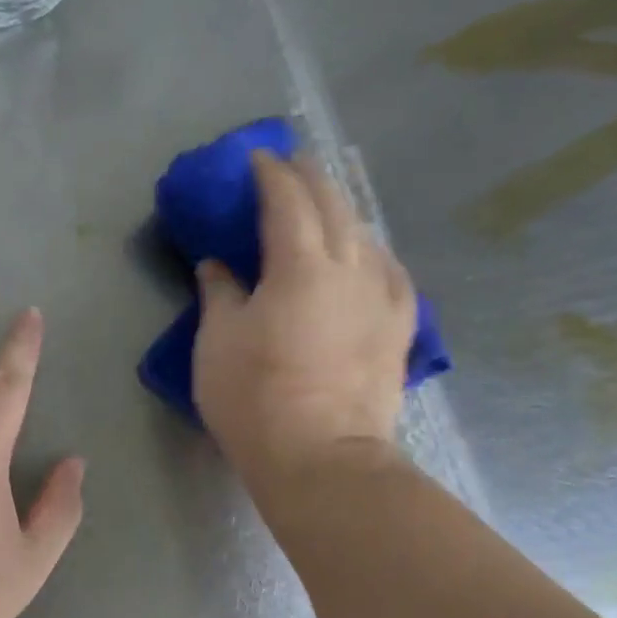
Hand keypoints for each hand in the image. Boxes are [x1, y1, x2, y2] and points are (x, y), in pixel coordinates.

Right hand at [195, 152, 416, 483]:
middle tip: (291, 165)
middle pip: (334, 206)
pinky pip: (389, 271)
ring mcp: (382, 298)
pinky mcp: (399, 328)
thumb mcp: (217, 343)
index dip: (271, 174)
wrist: (322, 458)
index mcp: (300, 266)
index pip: (287, 201)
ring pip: (366, 235)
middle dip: (311, 178)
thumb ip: (219, 293)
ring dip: (342, 210)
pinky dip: (371, 251)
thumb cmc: (255, 398)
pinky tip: (366, 256)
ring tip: (325, 205)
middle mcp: (350, 269)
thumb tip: (217, 265)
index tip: (257, 159)